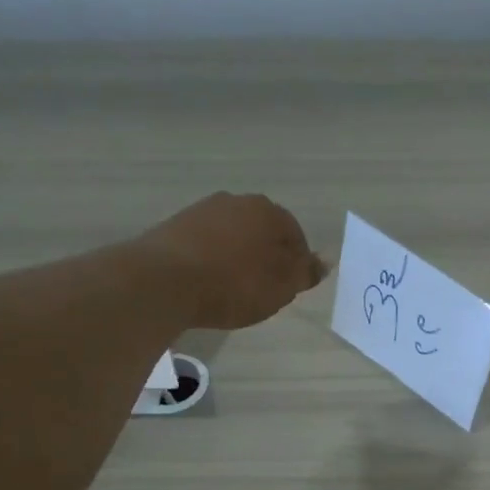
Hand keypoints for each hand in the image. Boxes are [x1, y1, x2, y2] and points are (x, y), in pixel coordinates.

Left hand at [138, 193, 326, 329]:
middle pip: (262, 231)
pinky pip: (206, 243)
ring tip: (233, 288)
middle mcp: (236, 201)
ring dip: (238, 256)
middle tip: (264, 288)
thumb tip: (325, 262)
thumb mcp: (280, 287)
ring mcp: (202, 210)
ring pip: (233, 235)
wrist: (164, 281)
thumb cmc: (234, 285)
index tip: (289, 288)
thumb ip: (304, 273)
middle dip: (266, 256)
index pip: (295, 234)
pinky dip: (212, 259)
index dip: (297, 263)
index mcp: (268, 211)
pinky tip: (208, 282)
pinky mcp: (175, 226)